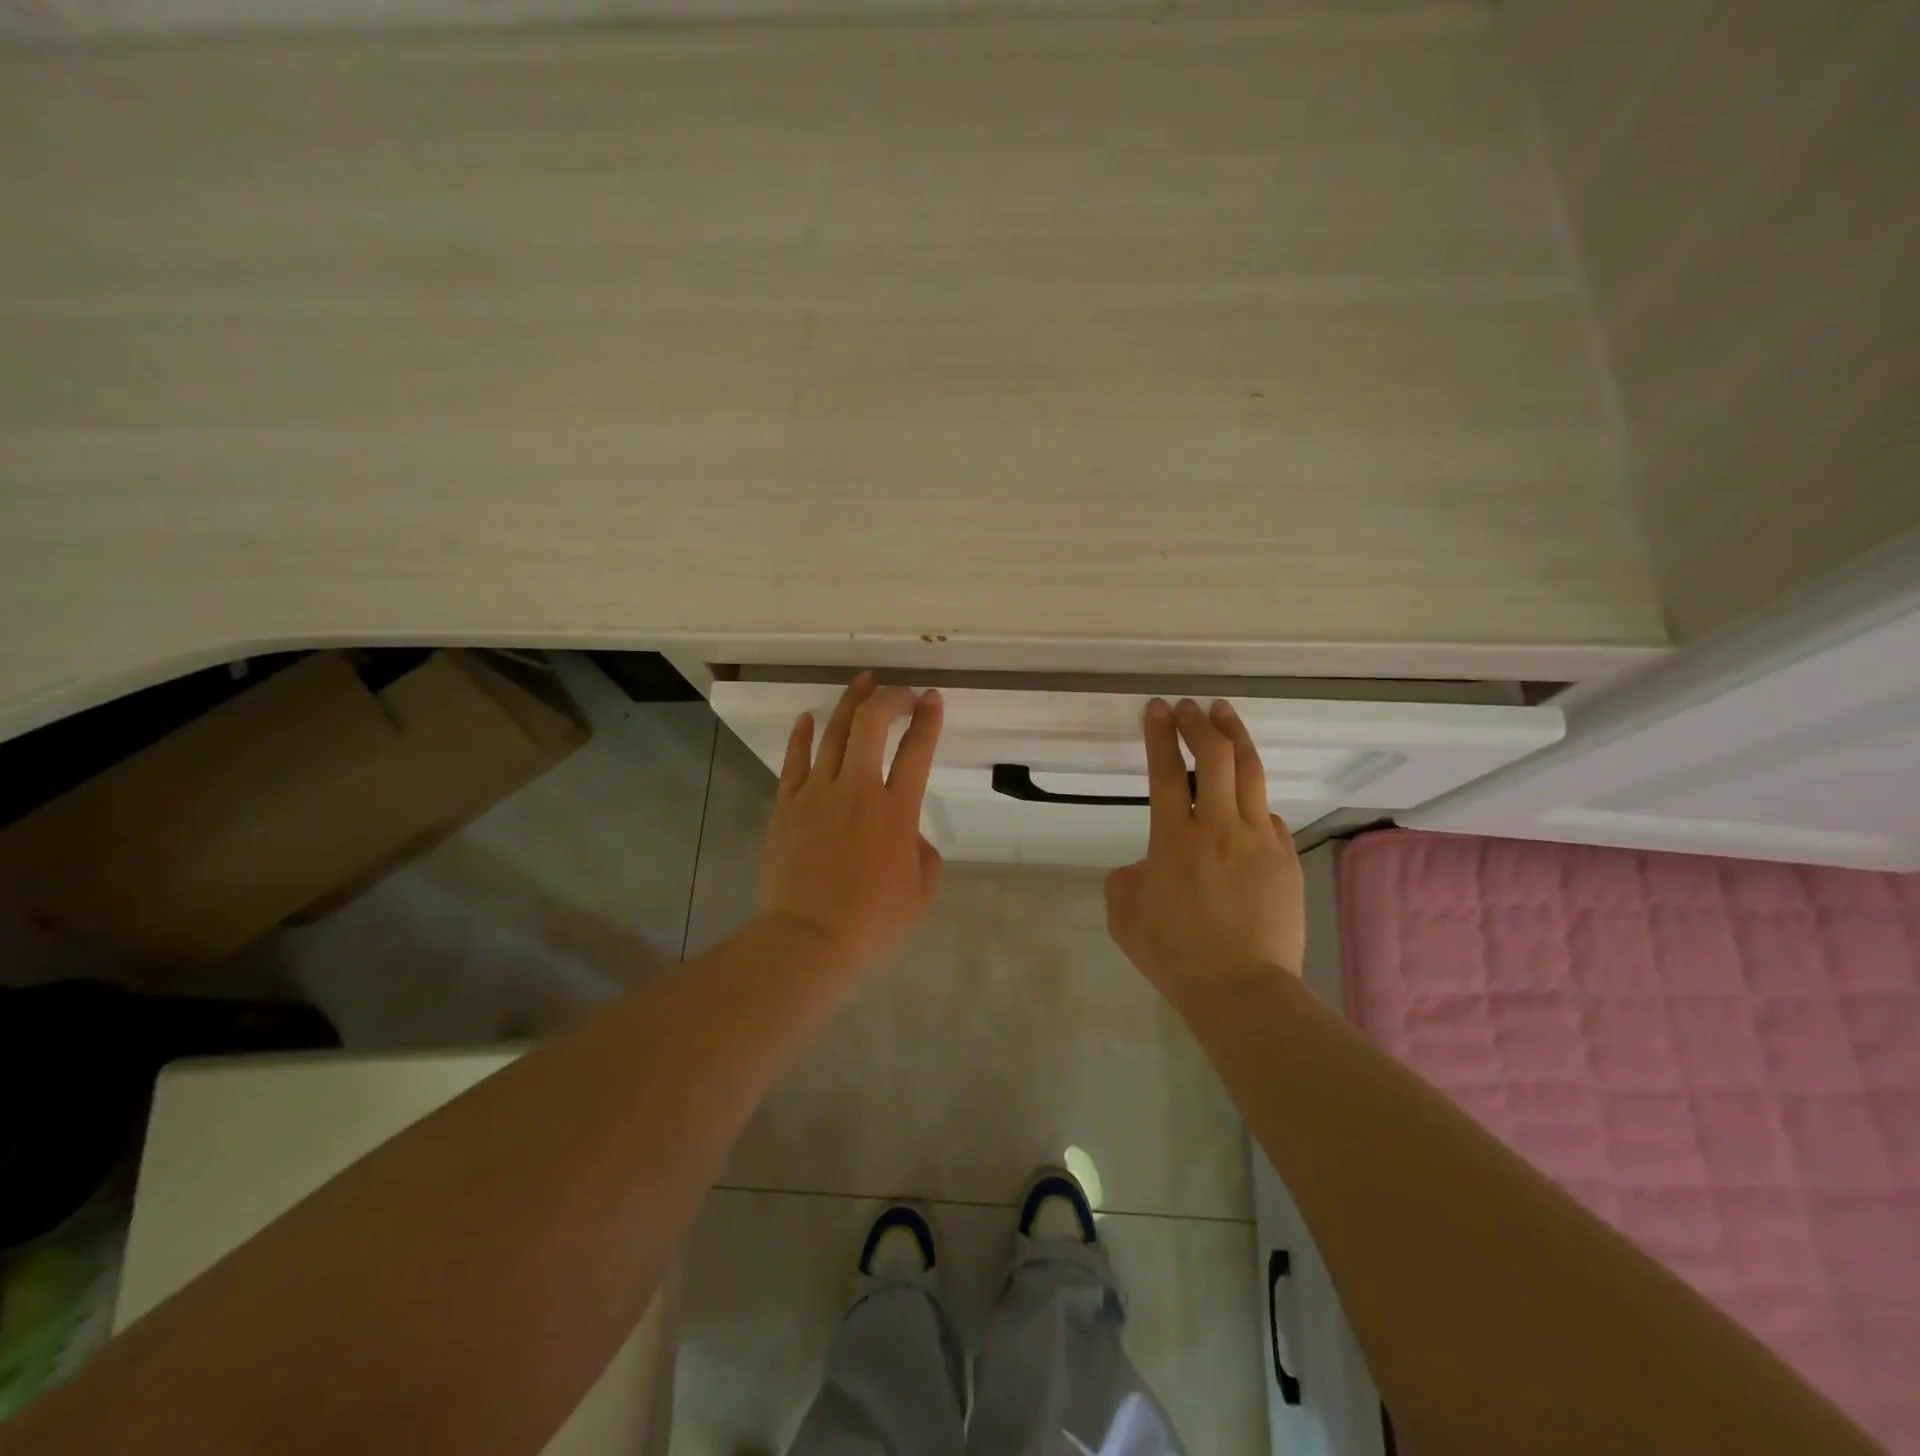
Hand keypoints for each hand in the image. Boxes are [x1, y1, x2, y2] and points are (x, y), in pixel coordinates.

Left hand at [757, 673, 944, 972]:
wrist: (808, 940)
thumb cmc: (872, 923)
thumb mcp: (921, 894)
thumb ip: (924, 855)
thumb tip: (908, 835)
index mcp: (896, 812)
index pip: (917, 752)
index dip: (928, 720)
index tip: (933, 698)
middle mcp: (858, 791)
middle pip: (871, 727)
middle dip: (888, 700)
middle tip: (900, 692)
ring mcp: (817, 795)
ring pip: (833, 734)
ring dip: (850, 703)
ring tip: (862, 681)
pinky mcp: (787, 806)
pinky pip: (794, 761)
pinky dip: (801, 736)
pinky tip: (807, 716)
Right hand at [1104, 698, 1304, 1001]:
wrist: (1243, 990)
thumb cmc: (1174, 954)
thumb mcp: (1123, 913)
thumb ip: (1129, 875)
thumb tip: (1150, 863)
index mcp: (1174, 839)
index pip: (1165, 771)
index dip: (1160, 734)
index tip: (1158, 708)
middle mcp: (1219, 828)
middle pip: (1215, 757)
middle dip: (1200, 723)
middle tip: (1190, 706)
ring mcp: (1259, 840)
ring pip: (1250, 773)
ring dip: (1235, 738)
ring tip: (1226, 715)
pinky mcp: (1286, 858)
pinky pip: (1267, 817)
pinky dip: (1252, 802)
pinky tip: (1245, 805)